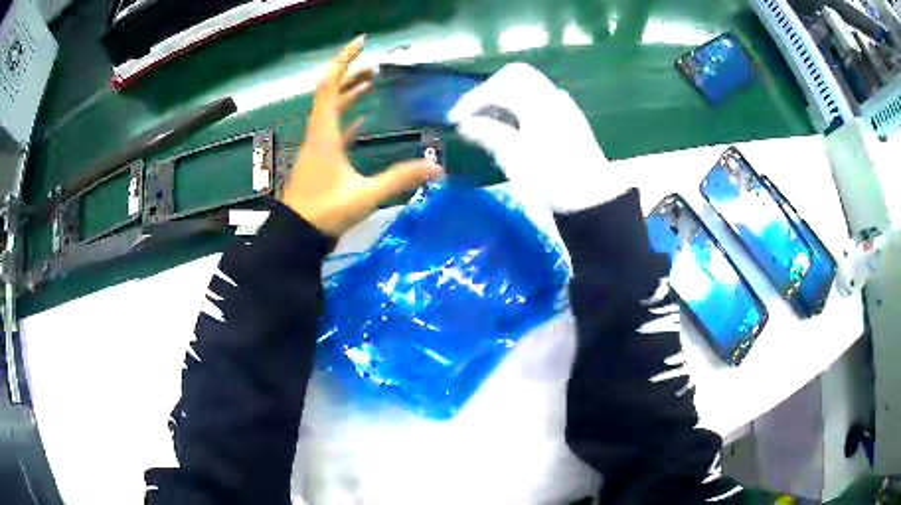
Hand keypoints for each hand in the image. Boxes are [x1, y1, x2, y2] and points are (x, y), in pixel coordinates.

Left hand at [281, 36, 443, 235]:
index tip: (361, 44)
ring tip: (370, 82)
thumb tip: (438, 170)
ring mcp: (317, 147)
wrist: (295, 237)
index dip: (344, 61)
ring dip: (348, 94)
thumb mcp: (365, 195)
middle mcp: (318, 134)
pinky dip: (346, 118)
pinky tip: (362, 119)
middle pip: (330, 94)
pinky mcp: (319, 160)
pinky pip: (332, 130)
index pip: (329, 86)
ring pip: (330, 111)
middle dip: (350, 75)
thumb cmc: (325, 212)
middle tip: (374, 66)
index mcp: (324, 134)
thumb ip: (401, 179)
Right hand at [449, 63, 616, 212]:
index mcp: (537, 102)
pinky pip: (540, 99)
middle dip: (489, 90)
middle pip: (515, 75)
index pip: (497, 86)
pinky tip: (516, 125)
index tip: (455, 120)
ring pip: (529, 86)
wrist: (594, 197)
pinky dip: (521, 104)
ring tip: (490, 120)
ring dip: (506, 96)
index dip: (472, 100)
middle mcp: (551, 96)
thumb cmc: (552, 177)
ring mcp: (564, 106)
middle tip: (474, 111)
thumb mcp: (514, 157)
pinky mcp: (571, 119)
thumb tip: (464, 123)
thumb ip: (487, 134)